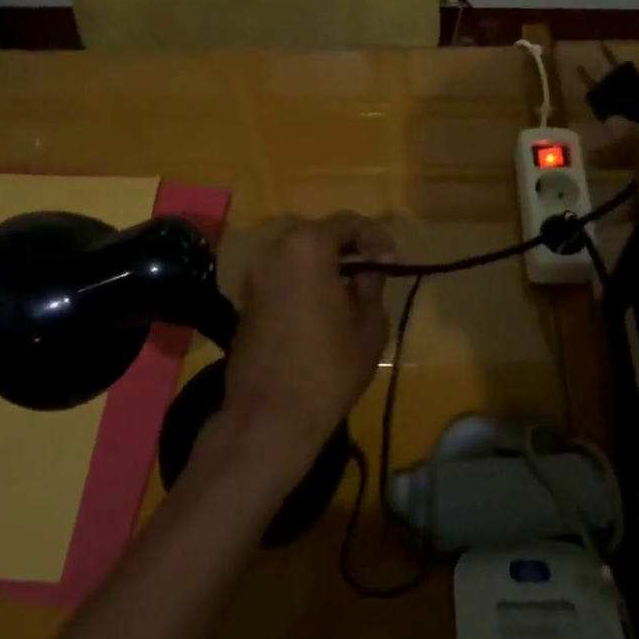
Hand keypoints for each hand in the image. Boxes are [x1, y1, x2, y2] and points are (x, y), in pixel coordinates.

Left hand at [217, 214, 394, 478]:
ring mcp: (254, 275)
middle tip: (374, 269)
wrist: (269, 415)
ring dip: (324, 264)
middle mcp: (274, 250)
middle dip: (348, 247)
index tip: (393, 258)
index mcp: (307, 246)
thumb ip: (371, 284)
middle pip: (318, 235)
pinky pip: (281, 276)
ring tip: (350, 287)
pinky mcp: (245, 299)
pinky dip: (303, 281)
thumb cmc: (329, 367)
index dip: (376, 237)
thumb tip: (369, 267)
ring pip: (297, 255)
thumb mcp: (369, 324)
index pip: (348, 223)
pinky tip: (322, 304)